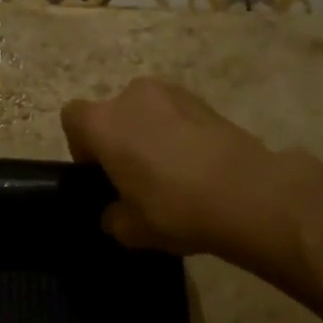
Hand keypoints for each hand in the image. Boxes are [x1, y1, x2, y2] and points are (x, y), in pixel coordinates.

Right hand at [60, 78, 322, 276]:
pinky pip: (177, 116)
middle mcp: (132, 97)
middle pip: (112, 113)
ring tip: (170, 173)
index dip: (82, 147)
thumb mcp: (130, 229)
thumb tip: (115, 213)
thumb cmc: (174, 207)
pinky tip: (197, 167)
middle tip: (135, 177)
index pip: (72, 119)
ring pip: (147, 112)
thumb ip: (113, 217)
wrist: (249, 194)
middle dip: (119, 139)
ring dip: (150, 134)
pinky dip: (180, 135)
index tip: (100, 175)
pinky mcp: (206, 101)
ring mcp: (173, 93)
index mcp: (103, 122)